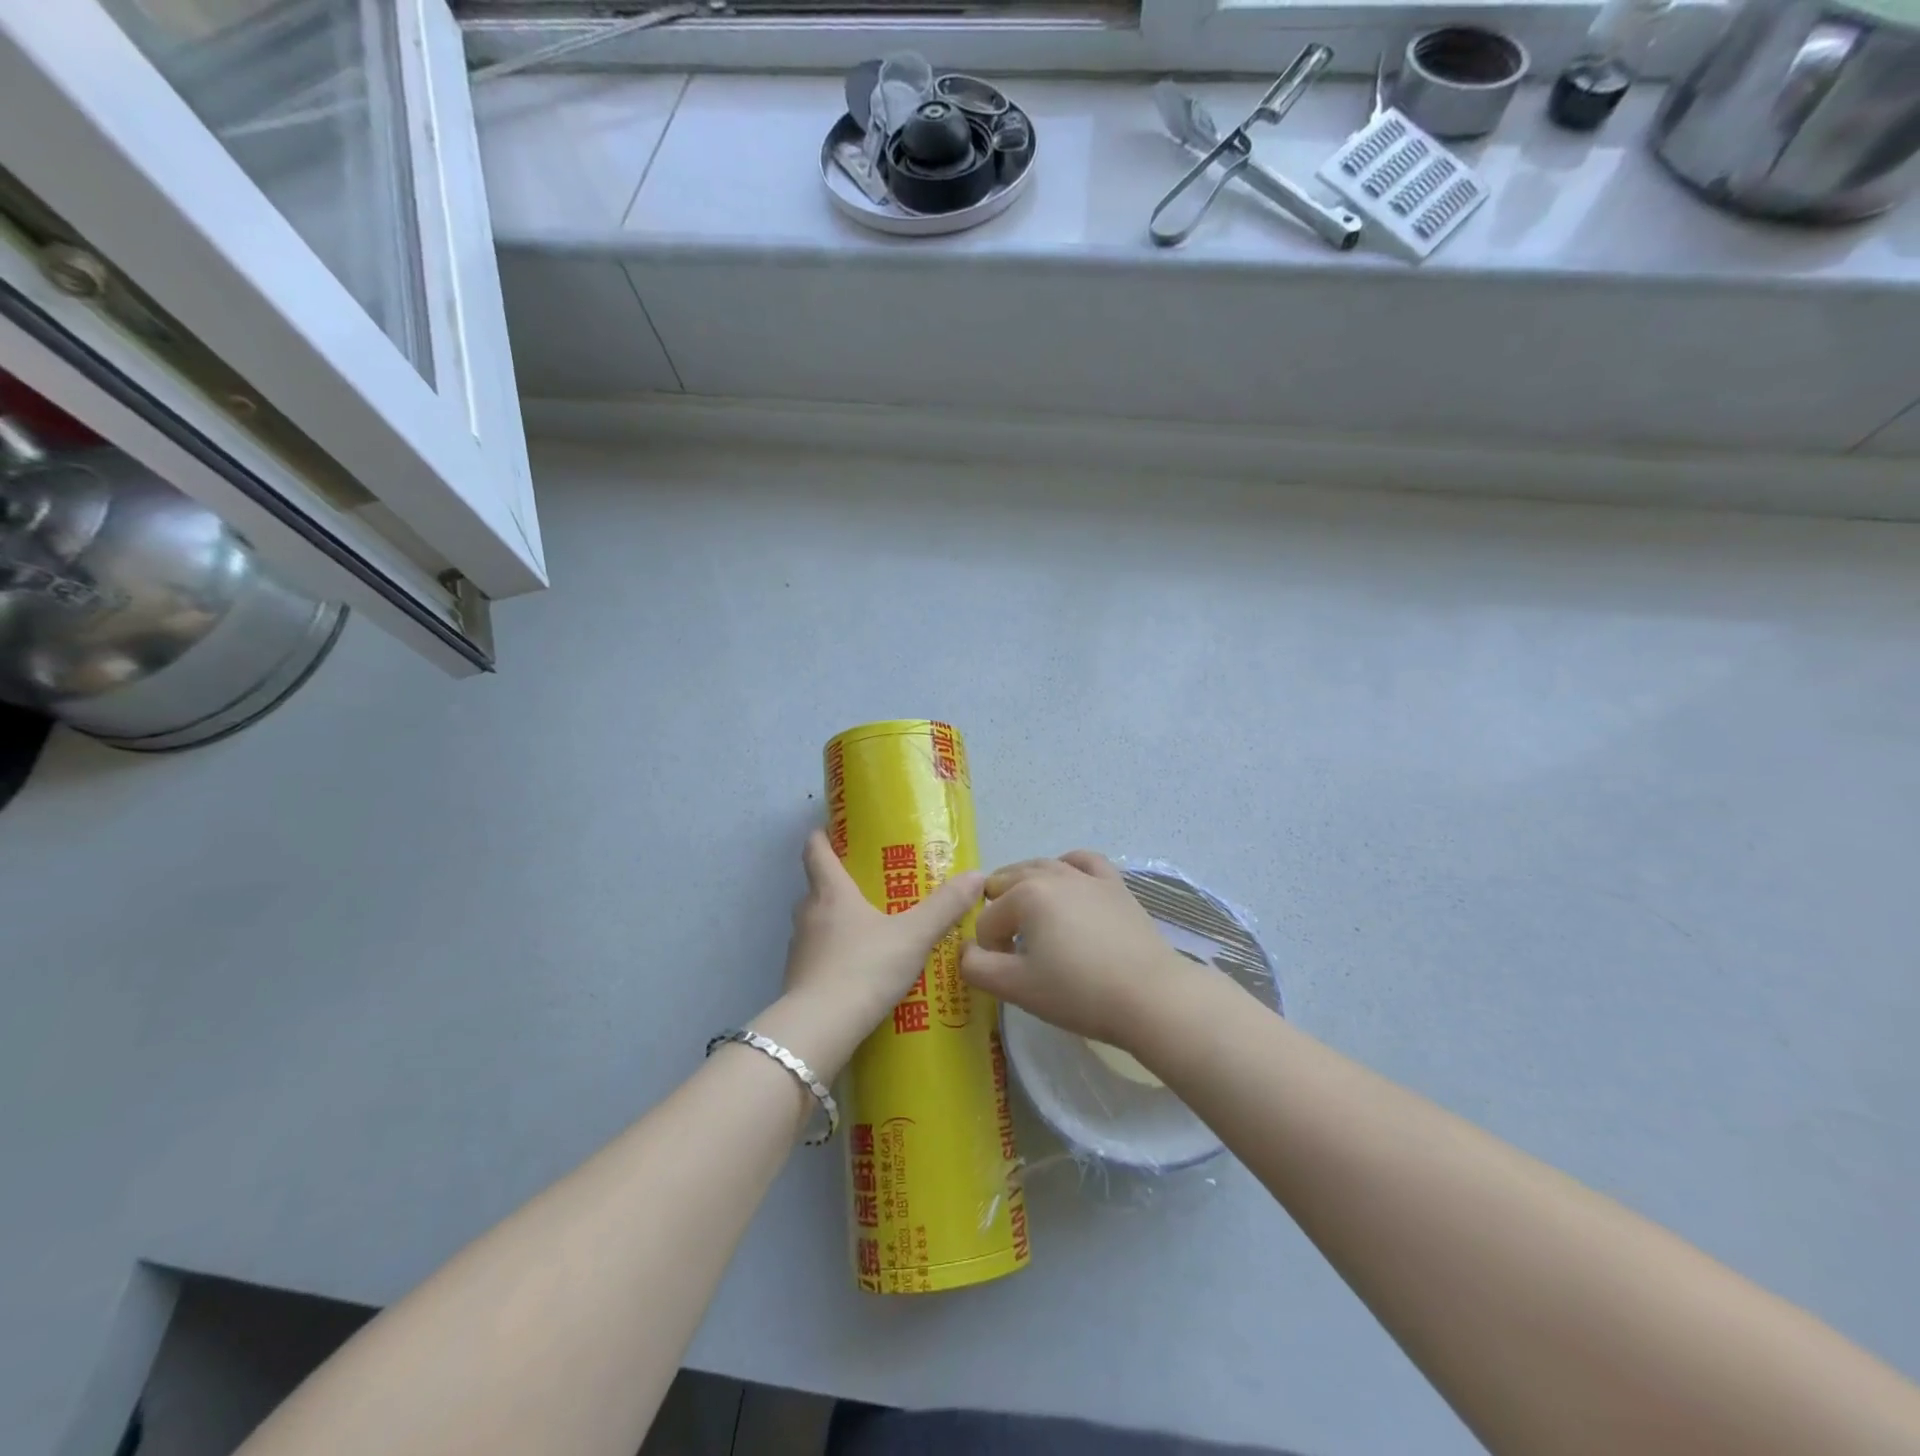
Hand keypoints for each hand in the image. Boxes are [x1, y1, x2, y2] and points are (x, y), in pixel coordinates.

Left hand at [758, 831, 983, 1079]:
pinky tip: (860, 968)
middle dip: (839, 883)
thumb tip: (976, 875)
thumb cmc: (865, 967)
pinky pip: (819, 955)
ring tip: (871, 928)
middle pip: (818, 887)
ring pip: (818, 923)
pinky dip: (836, 954)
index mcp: (831, 892)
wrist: (820, 1028)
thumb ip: (945, 907)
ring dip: (838, 921)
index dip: (822, 837)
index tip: (832, 830)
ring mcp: (800, 948)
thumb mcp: (913, 935)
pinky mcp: (798, 980)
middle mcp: (809, 914)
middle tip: (871, 885)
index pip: (815, 852)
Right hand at [960, 850, 1196, 1050]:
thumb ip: (976, 967)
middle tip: (1008, 949)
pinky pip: (1082, 861)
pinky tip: (1066, 883)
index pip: (987, 921)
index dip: (988, 949)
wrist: (1151, 996)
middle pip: (1008, 883)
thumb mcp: (1016, 987)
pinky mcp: (1114, 884)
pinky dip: (1066, 867)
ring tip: (1028, 919)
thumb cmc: (1079, 992)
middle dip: (1000, 912)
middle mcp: (1052, 874)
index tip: (1004, 975)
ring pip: (1042, 867)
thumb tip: (965, 951)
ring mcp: (1086, 876)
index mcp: (1025, 895)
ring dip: (1025, 888)